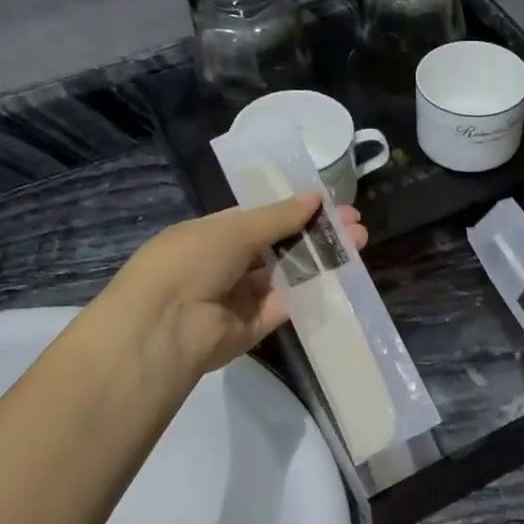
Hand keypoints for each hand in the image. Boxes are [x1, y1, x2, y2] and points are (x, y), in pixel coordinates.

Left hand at [104, 195, 367, 397]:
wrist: (166, 327)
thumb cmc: (192, 262)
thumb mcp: (234, 229)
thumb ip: (279, 216)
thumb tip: (316, 196)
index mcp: (213, 235)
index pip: (261, 219)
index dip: (297, 211)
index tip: (332, 206)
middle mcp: (226, 264)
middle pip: (280, 247)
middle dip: (316, 235)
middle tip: (357, 228)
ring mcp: (241, 297)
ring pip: (287, 275)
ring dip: (320, 261)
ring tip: (358, 247)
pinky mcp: (255, 327)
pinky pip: (287, 305)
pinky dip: (312, 292)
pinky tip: (343, 276)